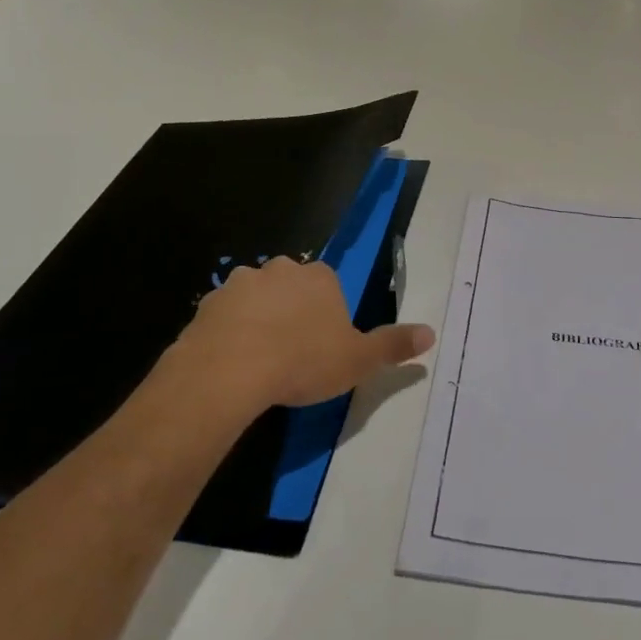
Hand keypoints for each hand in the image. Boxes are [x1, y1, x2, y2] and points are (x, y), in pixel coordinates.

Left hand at [166, 256, 434, 412]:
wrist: (230, 370)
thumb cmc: (302, 361)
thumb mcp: (358, 360)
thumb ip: (393, 345)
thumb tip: (431, 333)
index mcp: (320, 277)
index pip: (329, 287)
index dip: (327, 316)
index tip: (322, 347)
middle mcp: (281, 269)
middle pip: (292, 287)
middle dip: (292, 311)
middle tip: (292, 353)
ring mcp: (241, 283)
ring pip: (256, 298)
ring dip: (259, 319)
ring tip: (259, 360)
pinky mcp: (209, 303)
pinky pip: (225, 316)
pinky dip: (229, 332)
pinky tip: (232, 362)